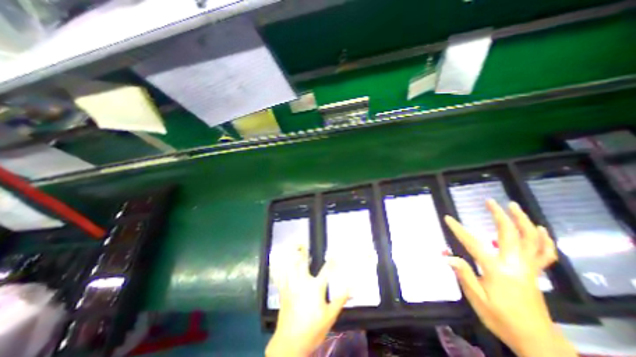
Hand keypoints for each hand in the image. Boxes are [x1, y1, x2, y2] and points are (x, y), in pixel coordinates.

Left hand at [266, 245, 349, 356]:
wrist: (290, 344)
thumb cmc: (312, 330)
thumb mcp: (330, 316)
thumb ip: (340, 300)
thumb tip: (352, 288)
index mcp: (315, 287)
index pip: (326, 270)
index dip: (332, 261)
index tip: (336, 253)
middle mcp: (302, 282)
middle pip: (302, 262)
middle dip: (303, 251)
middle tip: (302, 242)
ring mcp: (291, 286)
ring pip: (289, 266)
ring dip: (290, 256)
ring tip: (291, 247)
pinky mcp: (283, 292)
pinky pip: (280, 276)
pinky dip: (278, 268)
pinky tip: (277, 261)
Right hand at [444, 199, 573, 356]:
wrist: (537, 341)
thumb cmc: (501, 319)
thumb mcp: (477, 299)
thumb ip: (464, 275)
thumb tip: (448, 257)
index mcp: (497, 270)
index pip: (473, 244)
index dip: (458, 229)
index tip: (448, 218)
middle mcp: (515, 264)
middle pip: (510, 234)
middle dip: (500, 215)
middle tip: (490, 201)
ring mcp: (529, 268)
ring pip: (531, 239)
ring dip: (523, 220)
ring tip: (513, 206)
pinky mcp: (536, 273)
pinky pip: (545, 253)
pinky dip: (543, 239)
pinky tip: (539, 228)